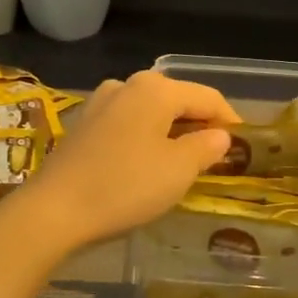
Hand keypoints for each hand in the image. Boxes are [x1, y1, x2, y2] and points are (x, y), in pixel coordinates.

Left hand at [22, 71, 240, 249]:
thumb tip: (220, 136)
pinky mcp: (82, 126)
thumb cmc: (125, 186)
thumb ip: (206, 147)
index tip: (244, 146)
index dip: (229, 120)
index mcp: (156, 89)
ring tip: (183, 161)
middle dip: (199, 124)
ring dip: (170, 131)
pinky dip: (144, 138)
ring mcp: (100, 104)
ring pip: (150, 112)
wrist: (54, 211)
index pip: (208, 98)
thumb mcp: (179, 170)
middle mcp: (127, 85)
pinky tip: (145, 163)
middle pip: (177, 100)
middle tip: (216, 156)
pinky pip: (127, 125)